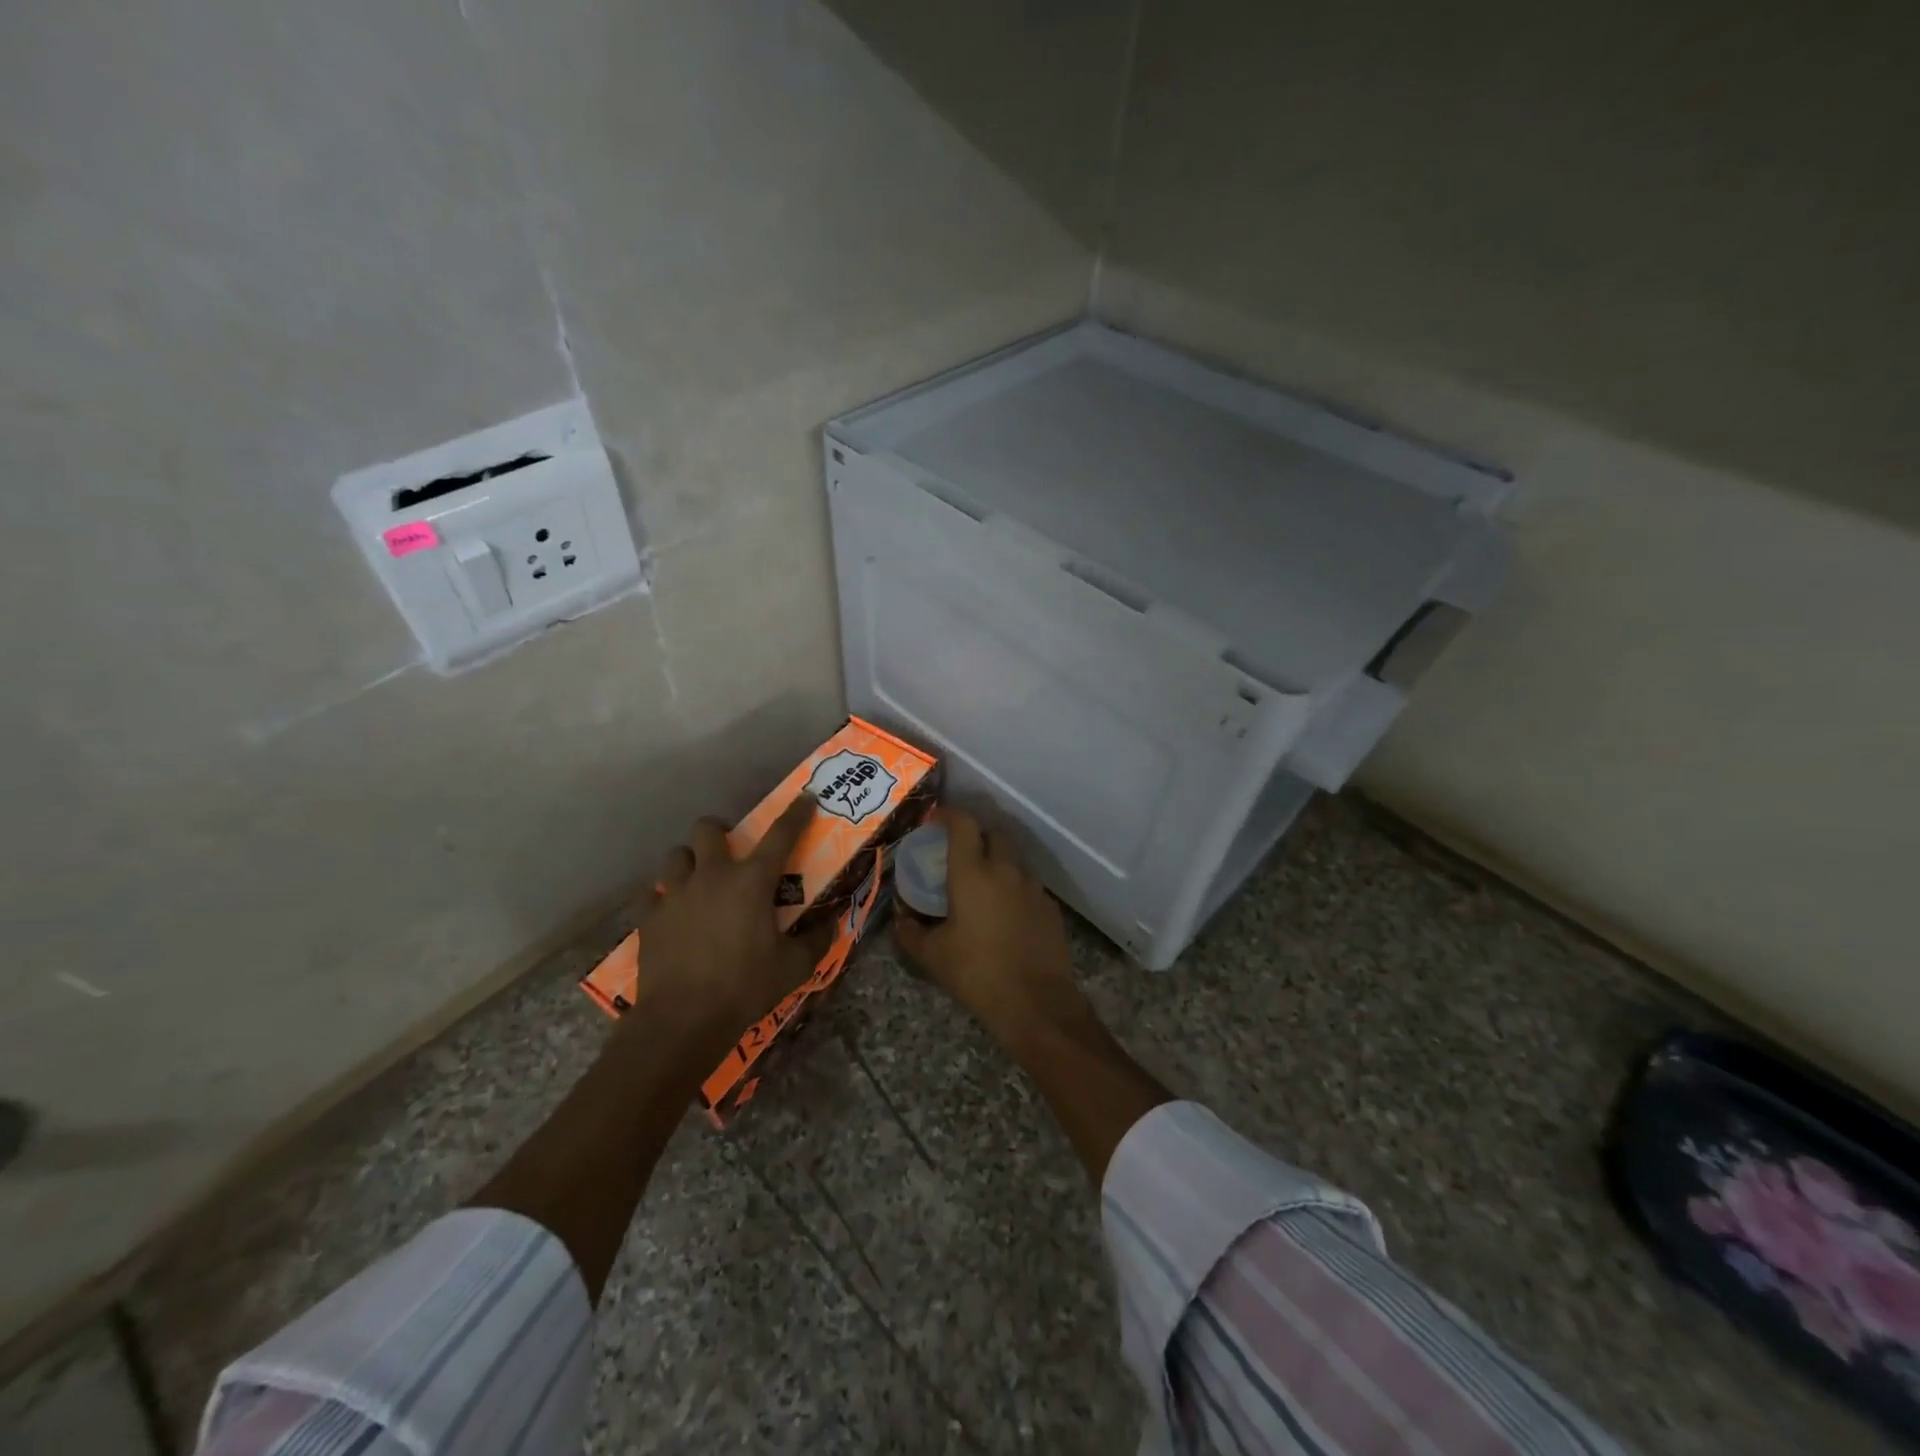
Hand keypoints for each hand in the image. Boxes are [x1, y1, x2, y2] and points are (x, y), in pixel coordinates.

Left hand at [629, 796, 826, 1049]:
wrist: (683, 1019)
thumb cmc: (745, 987)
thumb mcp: (794, 967)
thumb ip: (815, 940)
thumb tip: (831, 924)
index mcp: (752, 881)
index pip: (781, 835)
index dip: (796, 813)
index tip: (806, 798)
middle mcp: (712, 875)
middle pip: (708, 828)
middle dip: (720, 831)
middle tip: (730, 851)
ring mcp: (675, 894)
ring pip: (676, 855)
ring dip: (690, 861)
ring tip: (699, 880)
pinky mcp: (649, 917)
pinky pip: (652, 893)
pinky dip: (663, 897)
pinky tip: (673, 913)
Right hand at [894, 810, 1084, 1038]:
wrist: (1035, 1002)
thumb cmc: (976, 973)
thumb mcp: (932, 955)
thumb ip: (911, 931)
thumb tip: (901, 919)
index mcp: (972, 873)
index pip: (963, 824)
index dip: (949, 815)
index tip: (936, 820)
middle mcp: (1005, 870)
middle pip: (993, 835)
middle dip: (976, 837)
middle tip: (960, 856)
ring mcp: (1032, 887)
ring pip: (1013, 861)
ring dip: (997, 865)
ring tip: (983, 890)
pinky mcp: (1050, 907)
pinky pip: (1028, 887)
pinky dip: (1015, 891)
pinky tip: (1007, 916)